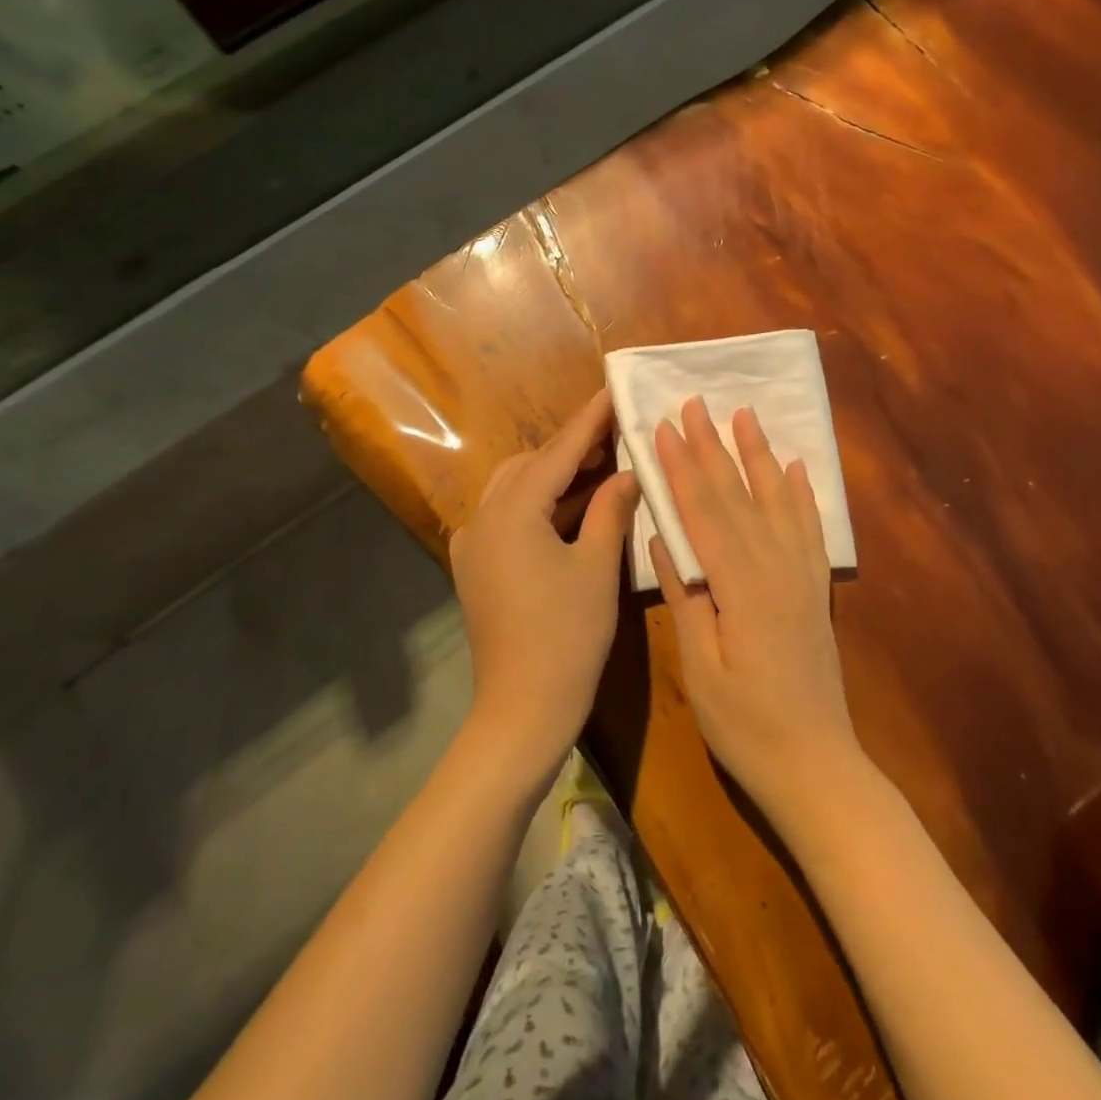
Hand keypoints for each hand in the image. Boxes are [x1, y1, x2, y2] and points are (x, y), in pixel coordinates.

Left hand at [451, 389, 640, 777]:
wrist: (522, 709)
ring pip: (515, 490)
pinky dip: (539, 505)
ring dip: (554, 476)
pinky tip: (570, 509)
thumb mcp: (598, 567)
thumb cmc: (568, 636)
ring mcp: (473, 544)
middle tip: (613, 436)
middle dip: (570, 448)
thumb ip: (611, 509)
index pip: (557, 452)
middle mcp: (483, 518)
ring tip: (599, 467)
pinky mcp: (475, 567)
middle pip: (530, 466)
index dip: (588, 421)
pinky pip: (507, 518)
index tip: (610, 390)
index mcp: (512, 512)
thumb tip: (627, 473)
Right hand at [652, 397, 863, 828]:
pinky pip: (809, 528)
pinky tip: (795, 468)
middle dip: (713, 447)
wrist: (815, 764)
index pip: (704, 512)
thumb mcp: (701, 668)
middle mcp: (776, 567)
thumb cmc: (745, 725)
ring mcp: (801, 575)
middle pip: (739, 496)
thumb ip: (686, 599)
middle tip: (695, 404)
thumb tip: (662, 539)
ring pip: (777, 501)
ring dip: (758, 455)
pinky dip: (801, 494)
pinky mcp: (815, 587)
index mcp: (741, 586)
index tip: (662, 427)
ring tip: (746, 415)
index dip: (681, 468)